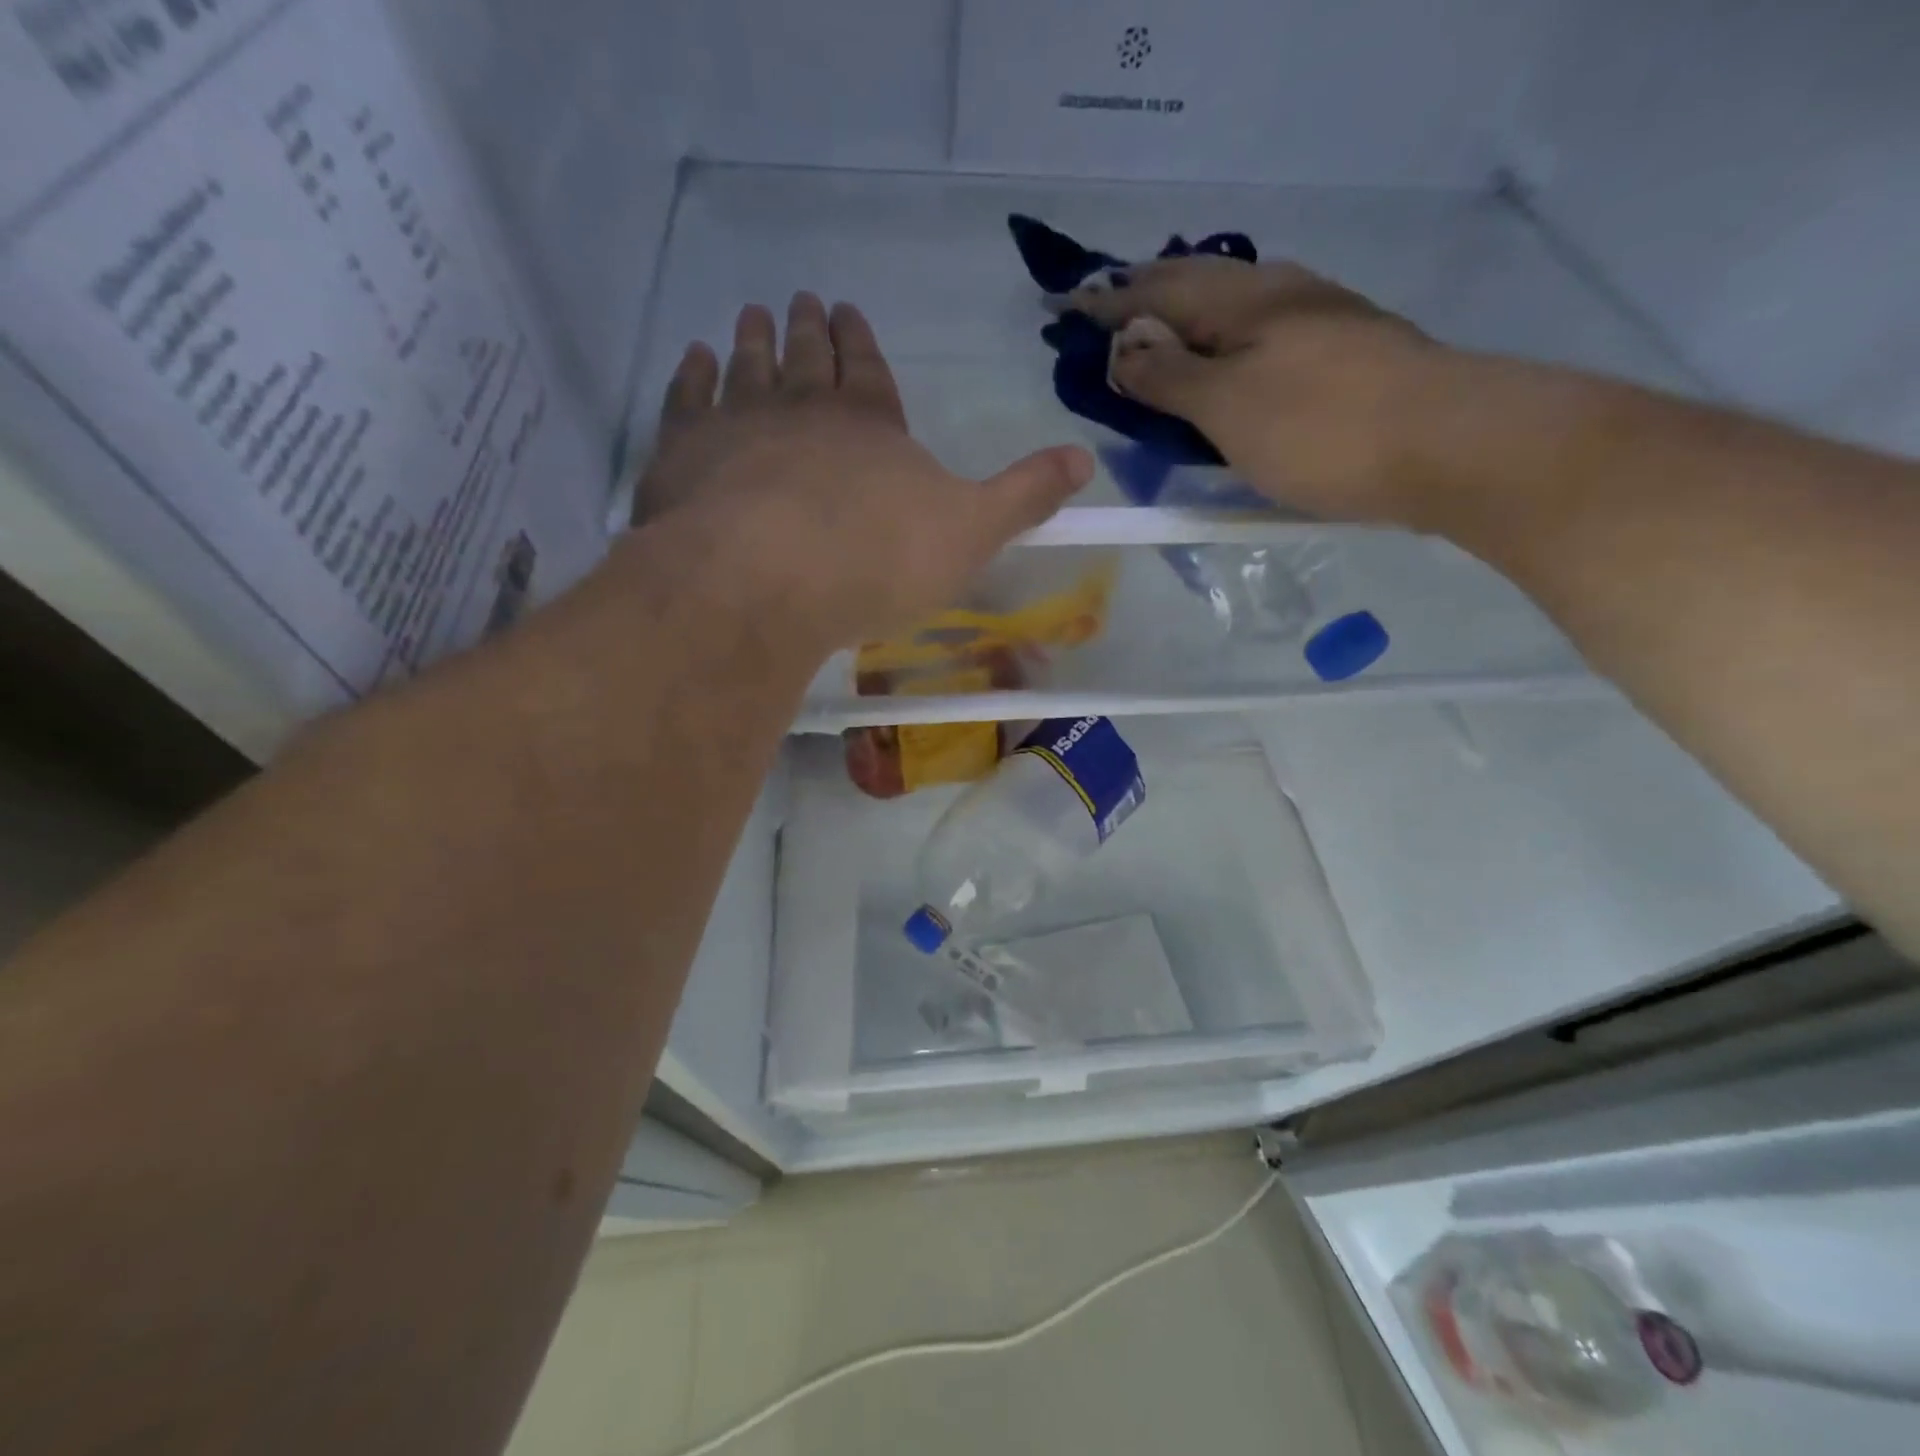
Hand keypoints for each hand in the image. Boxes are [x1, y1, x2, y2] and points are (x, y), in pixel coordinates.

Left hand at [631, 294, 1092, 653]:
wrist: (766, 580)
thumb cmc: (876, 559)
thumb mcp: (971, 533)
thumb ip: (1023, 495)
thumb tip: (1085, 459)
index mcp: (871, 424)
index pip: (869, 370)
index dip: (861, 343)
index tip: (848, 312)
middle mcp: (804, 409)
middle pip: (807, 358)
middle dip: (807, 330)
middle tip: (800, 299)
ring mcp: (737, 425)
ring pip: (747, 368)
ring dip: (752, 341)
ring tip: (750, 315)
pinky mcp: (682, 455)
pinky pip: (687, 400)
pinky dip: (690, 376)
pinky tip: (693, 358)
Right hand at [1067, 258, 1437, 523]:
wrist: (1450, 446)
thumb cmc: (1322, 428)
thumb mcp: (1228, 406)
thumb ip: (1169, 375)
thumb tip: (1121, 347)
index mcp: (1246, 300)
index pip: (1157, 290)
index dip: (1108, 304)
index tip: (1064, 313)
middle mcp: (1283, 296)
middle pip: (1199, 289)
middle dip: (1146, 302)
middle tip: (1105, 320)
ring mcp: (1321, 324)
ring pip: (1234, 314)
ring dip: (1188, 324)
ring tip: (1155, 343)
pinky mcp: (1345, 358)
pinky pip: (1261, 344)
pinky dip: (1224, 353)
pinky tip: (1225, 372)